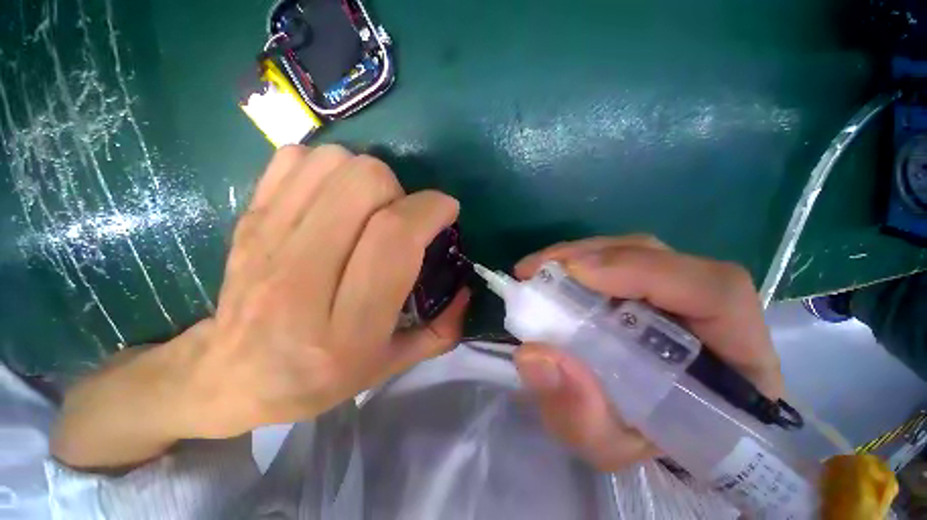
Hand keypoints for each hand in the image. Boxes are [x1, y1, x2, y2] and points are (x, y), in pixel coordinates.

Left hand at [184, 145, 467, 437]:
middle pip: (364, 185)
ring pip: (333, 164)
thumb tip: (467, 289)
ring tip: (369, 208)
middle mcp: (302, 277)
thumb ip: (439, 330)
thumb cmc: (319, 377)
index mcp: (346, 325)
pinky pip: (294, 160)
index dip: (430, 209)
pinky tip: (332, 197)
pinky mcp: (248, 220)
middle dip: (399, 190)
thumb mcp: (389, 365)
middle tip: (401, 215)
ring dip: (366, 177)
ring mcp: (267, 241)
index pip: (394, 236)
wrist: (232, 374)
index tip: (446, 211)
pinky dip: (325, 167)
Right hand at [512, 236, 782, 471]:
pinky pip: (616, 262)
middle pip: (660, 258)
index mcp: (735, 360)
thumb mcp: (609, 446)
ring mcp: (678, 295)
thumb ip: (579, 415)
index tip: (575, 273)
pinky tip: (552, 275)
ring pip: (634, 252)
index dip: (644, 271)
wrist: (652, 439)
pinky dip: (579, 263)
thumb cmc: (644, 447)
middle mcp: (711, 314)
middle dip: (592, 257)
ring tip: (537, 271)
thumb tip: (533, 355)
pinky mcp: (649, 289)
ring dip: (579, 256)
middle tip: (538, 270)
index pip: (715, 291)